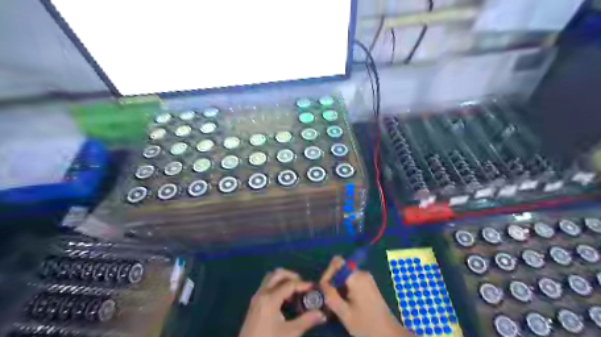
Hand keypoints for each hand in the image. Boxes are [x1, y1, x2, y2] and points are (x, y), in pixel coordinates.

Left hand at [238, 269, 326, 336]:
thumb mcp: (290, 333)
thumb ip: (306, 321)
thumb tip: (322, 314)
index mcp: (270, 298)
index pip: (289, 284)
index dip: (303, 284)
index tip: (314, 288)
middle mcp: (262, 293)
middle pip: (277, 274)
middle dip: (292, 276)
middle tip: (302, 285)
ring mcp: (256, 297)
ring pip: (270, 278)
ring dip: (283, 279)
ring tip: (294, 291)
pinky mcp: (254, 303)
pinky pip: (266, 286)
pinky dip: (277, 285)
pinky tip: (284, 299)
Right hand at [319, 256, 413, 336]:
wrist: (388, 333)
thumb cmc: (367, 325)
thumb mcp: (345, 313)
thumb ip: (331, 297)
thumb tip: (322, 284)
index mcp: (357, 277)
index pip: (337, 262)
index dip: (327, 272)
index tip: (323, 288)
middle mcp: (362, 273)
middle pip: (340, 268)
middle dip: (331, 281)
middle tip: (326, 297)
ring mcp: (366, 278)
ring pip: (344, 274)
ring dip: (337, 285)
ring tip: (334, 302)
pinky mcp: (367, 283)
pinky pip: (351, 279)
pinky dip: (344, 287)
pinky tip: (343, 302)